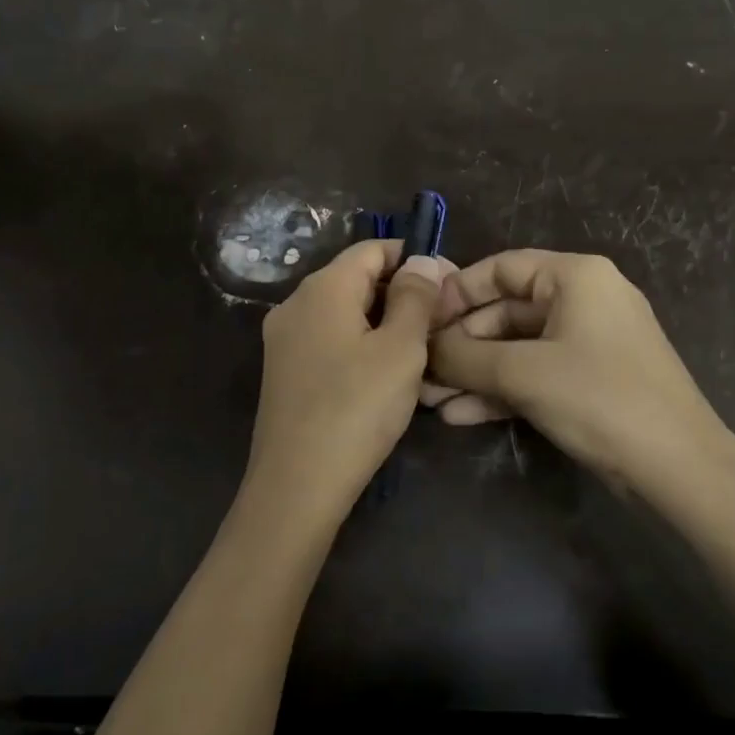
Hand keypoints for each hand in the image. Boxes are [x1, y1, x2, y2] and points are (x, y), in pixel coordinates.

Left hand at [240, 240, 447, 525]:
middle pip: (356, 279)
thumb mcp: (400, 350)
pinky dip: (361, 346)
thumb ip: (414, 298)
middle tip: (442, 323)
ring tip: (422, 351)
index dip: (414, 258)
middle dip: (401, 293)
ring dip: (384, 323)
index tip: (450, 285)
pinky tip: (386, 376)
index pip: (373, 249)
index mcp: (322, 288)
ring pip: (344, 314)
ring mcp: (284, 340)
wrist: (297, 485)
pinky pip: (329, 341)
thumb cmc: (356, 409)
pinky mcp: (283, 372)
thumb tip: (421, 260)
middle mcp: (295, 304)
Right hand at [425, 249, 734, 486]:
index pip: (500, 268)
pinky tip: (461, 415)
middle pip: (504, 311)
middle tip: (420, 371)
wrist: (677, 468)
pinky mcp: (589, 380)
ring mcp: (588, 342)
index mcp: (575, 276)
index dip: (455, 292)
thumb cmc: (599, 399)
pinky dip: (500, 390)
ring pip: (515, 348)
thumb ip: (463, 356)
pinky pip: (534, 373)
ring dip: (473, 373)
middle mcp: (583, 299)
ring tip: (431, 400)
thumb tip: (422, 349)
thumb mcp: (521, 373)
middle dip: (460, 345)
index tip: (419, 321)